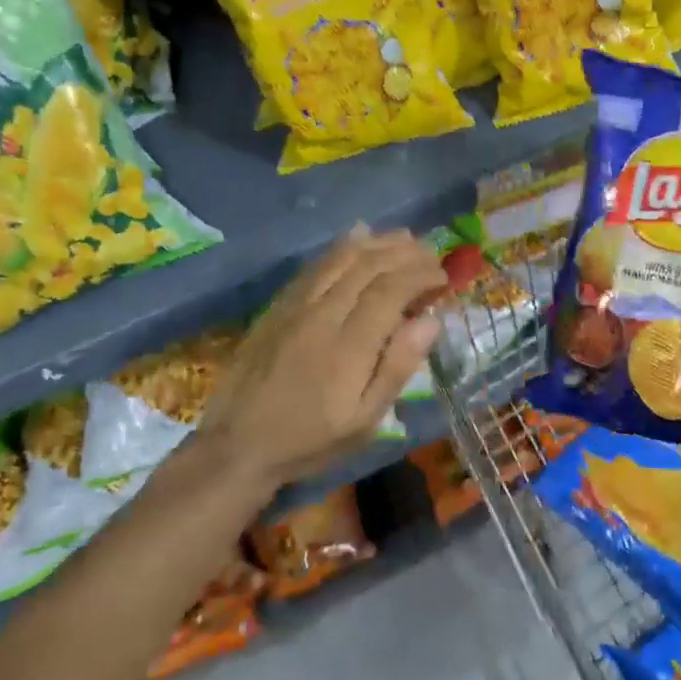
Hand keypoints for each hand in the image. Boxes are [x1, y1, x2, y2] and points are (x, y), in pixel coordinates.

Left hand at [197, 229, 444, 489]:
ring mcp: (296, 306)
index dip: (421, 275)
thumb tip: (431, 321)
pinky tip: (358, 235)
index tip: (443, 277)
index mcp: (350, 346)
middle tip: (431, 255)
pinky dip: (341, 246)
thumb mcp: (364, 421)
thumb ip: (397, 368)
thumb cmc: (310, 440)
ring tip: (405, 238)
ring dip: (377, 242)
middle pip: (369, 266)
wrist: (237, 445)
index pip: (391, 290)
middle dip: (405, 253)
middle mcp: (323, 315)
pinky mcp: (278, 305)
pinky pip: (314, 265)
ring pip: (341, 258)